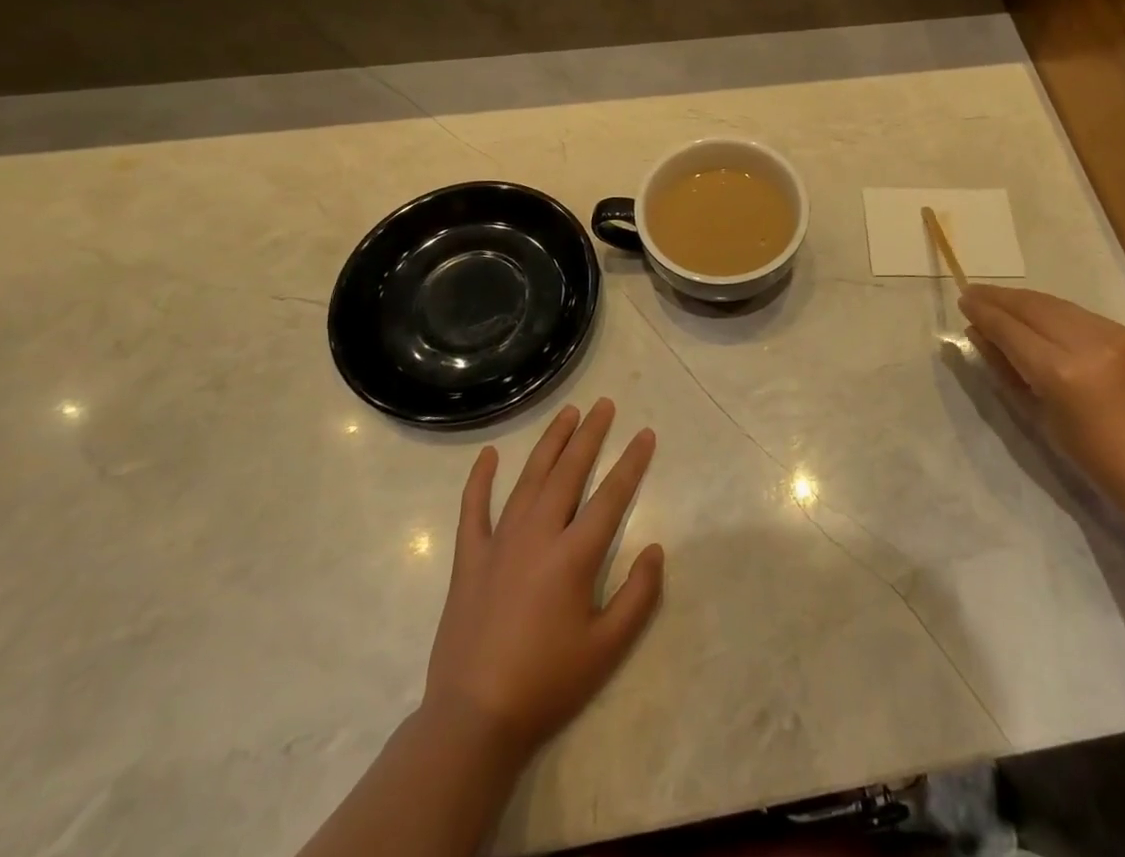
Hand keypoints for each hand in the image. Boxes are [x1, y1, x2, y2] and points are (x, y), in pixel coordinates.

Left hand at [420, 398, 663, 760]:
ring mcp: (499, 543)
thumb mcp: (608, 648)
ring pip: (529, 479)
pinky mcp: (469, 559)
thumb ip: (638, 595)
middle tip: (604, 405)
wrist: (473, 720)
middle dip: (590, 435)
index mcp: (574, 556)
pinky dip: (480, 479)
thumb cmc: (547, 684)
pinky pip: (473, 509)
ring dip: (550, 443)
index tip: (645, 433)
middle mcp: (538, 535)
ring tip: (567, 414)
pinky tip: (488, 455)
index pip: (611, 495)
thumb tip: (655, 549)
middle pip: (569, 472)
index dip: (631, 462)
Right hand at [959, 285, 1124, 518]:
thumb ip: (1005, 368)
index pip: (1010, 329)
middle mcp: (1086, 344)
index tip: (963, 300)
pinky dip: (1053, 311)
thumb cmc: (1090, 456)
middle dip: (999, 297)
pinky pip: (1079, 314)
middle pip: (1032, 307)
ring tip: (999, 298)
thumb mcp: (1037, 414)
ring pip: (1055, 303)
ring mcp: (1112, 334)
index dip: (984, 312)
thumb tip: (978, 333)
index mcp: (1060, 372)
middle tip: (973, 292)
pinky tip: (1037, 313)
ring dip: (1024, 300)